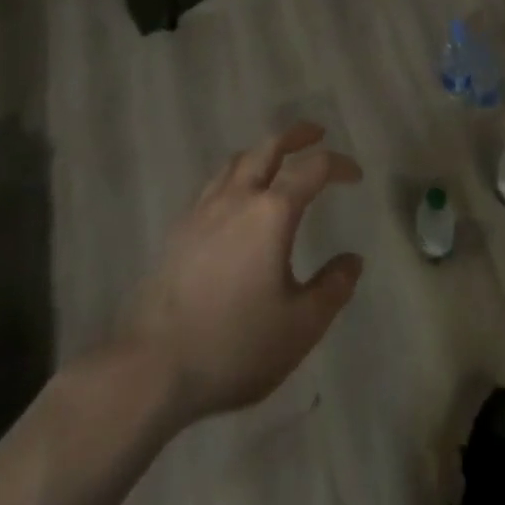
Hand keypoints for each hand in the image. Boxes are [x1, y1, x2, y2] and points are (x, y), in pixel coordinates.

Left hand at [114, 121, 363, 425]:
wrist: (149, 370)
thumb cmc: (233, 345)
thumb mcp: (299, 327)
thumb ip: (332, 289)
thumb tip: (352, 261)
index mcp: (273, 212)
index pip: (313, 168)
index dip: (339, 165)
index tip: (355, 175)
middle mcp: (238, 198)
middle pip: (269, 147)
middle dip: (297, 135)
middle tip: (316, 135)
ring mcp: (203, 212)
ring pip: (236, 161)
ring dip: (262, 152)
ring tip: (275, 162)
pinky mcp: (177, 232)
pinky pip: (212, 186)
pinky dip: (234, 177)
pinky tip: (234, 202)